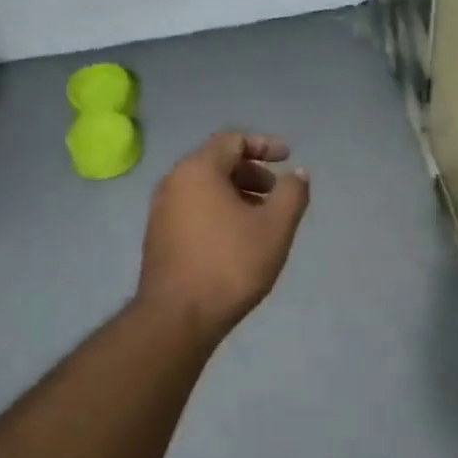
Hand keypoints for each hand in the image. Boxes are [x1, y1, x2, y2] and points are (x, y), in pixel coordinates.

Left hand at [137, 132, 310, 340]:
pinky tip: (237, 238)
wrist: (177, 317)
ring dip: (237, 193)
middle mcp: (173, 182)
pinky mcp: (158, 236)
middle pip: (217, 162)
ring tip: (262, 218)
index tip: (288, 157)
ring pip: (204, 188)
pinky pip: (193, 208)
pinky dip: (219, 210)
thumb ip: (292, 194)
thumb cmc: (230, 264)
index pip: (232, 140)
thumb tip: (298, 174)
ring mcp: (161, 210)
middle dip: (251, 172)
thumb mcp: (275, 227)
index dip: (264, 144)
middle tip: (277, 192)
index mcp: (198, 171)